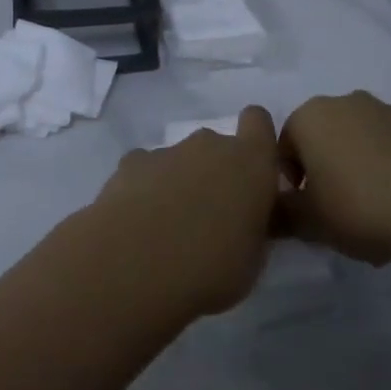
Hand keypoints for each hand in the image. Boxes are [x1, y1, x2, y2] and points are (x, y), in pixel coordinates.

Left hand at [89, 107, 282, 317]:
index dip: (256, 140)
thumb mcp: (253, 259)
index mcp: (250, 162)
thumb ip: (254, 226)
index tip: (252, 173)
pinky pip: (147, 169)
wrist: (135, 266)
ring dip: (180, 183)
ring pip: (181, 159)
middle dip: (216, 172)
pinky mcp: (131, 162)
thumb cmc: (210, 268)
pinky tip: (138, 222)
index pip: (259, 121)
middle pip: (218, 146)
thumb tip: (248, 218)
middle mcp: (210, 145)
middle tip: (210, 216)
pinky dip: (146, 188)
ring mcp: (168, 150)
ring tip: (168, 228)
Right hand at [277, 91, 390, 264]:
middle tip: (337, 215)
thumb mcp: (310, 223)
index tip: (305, 212)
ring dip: (360, 171)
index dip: (290, 183)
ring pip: (362, 143)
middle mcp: (347, 103)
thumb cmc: (360, 206)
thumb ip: (282, 216)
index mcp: (311, 117)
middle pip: (324, 140)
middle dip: (326, 174)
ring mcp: (389, 111)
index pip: (283, 147)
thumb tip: (270, 214)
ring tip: (376, 216)